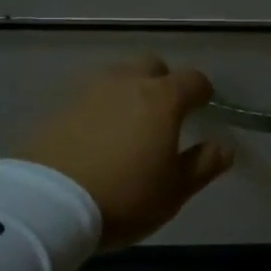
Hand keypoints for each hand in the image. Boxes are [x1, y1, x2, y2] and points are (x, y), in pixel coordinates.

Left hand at [16, 55, 234, 250]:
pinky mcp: (58, 107)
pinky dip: (98, 108)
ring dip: (128, 91)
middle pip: (152, 66)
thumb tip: (225, 147)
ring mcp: (88, 91)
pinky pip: (88, 97)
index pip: (193, 79)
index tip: (203, 107)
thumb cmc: (123, 196)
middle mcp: (127, 83)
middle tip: (163, 113)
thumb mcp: (173, 190)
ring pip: (117, 77)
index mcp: (163, 99)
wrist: (45, 203)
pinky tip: (95, 135)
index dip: (202, 91)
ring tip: (127, 123)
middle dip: (163, 82)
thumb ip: (203, 165)